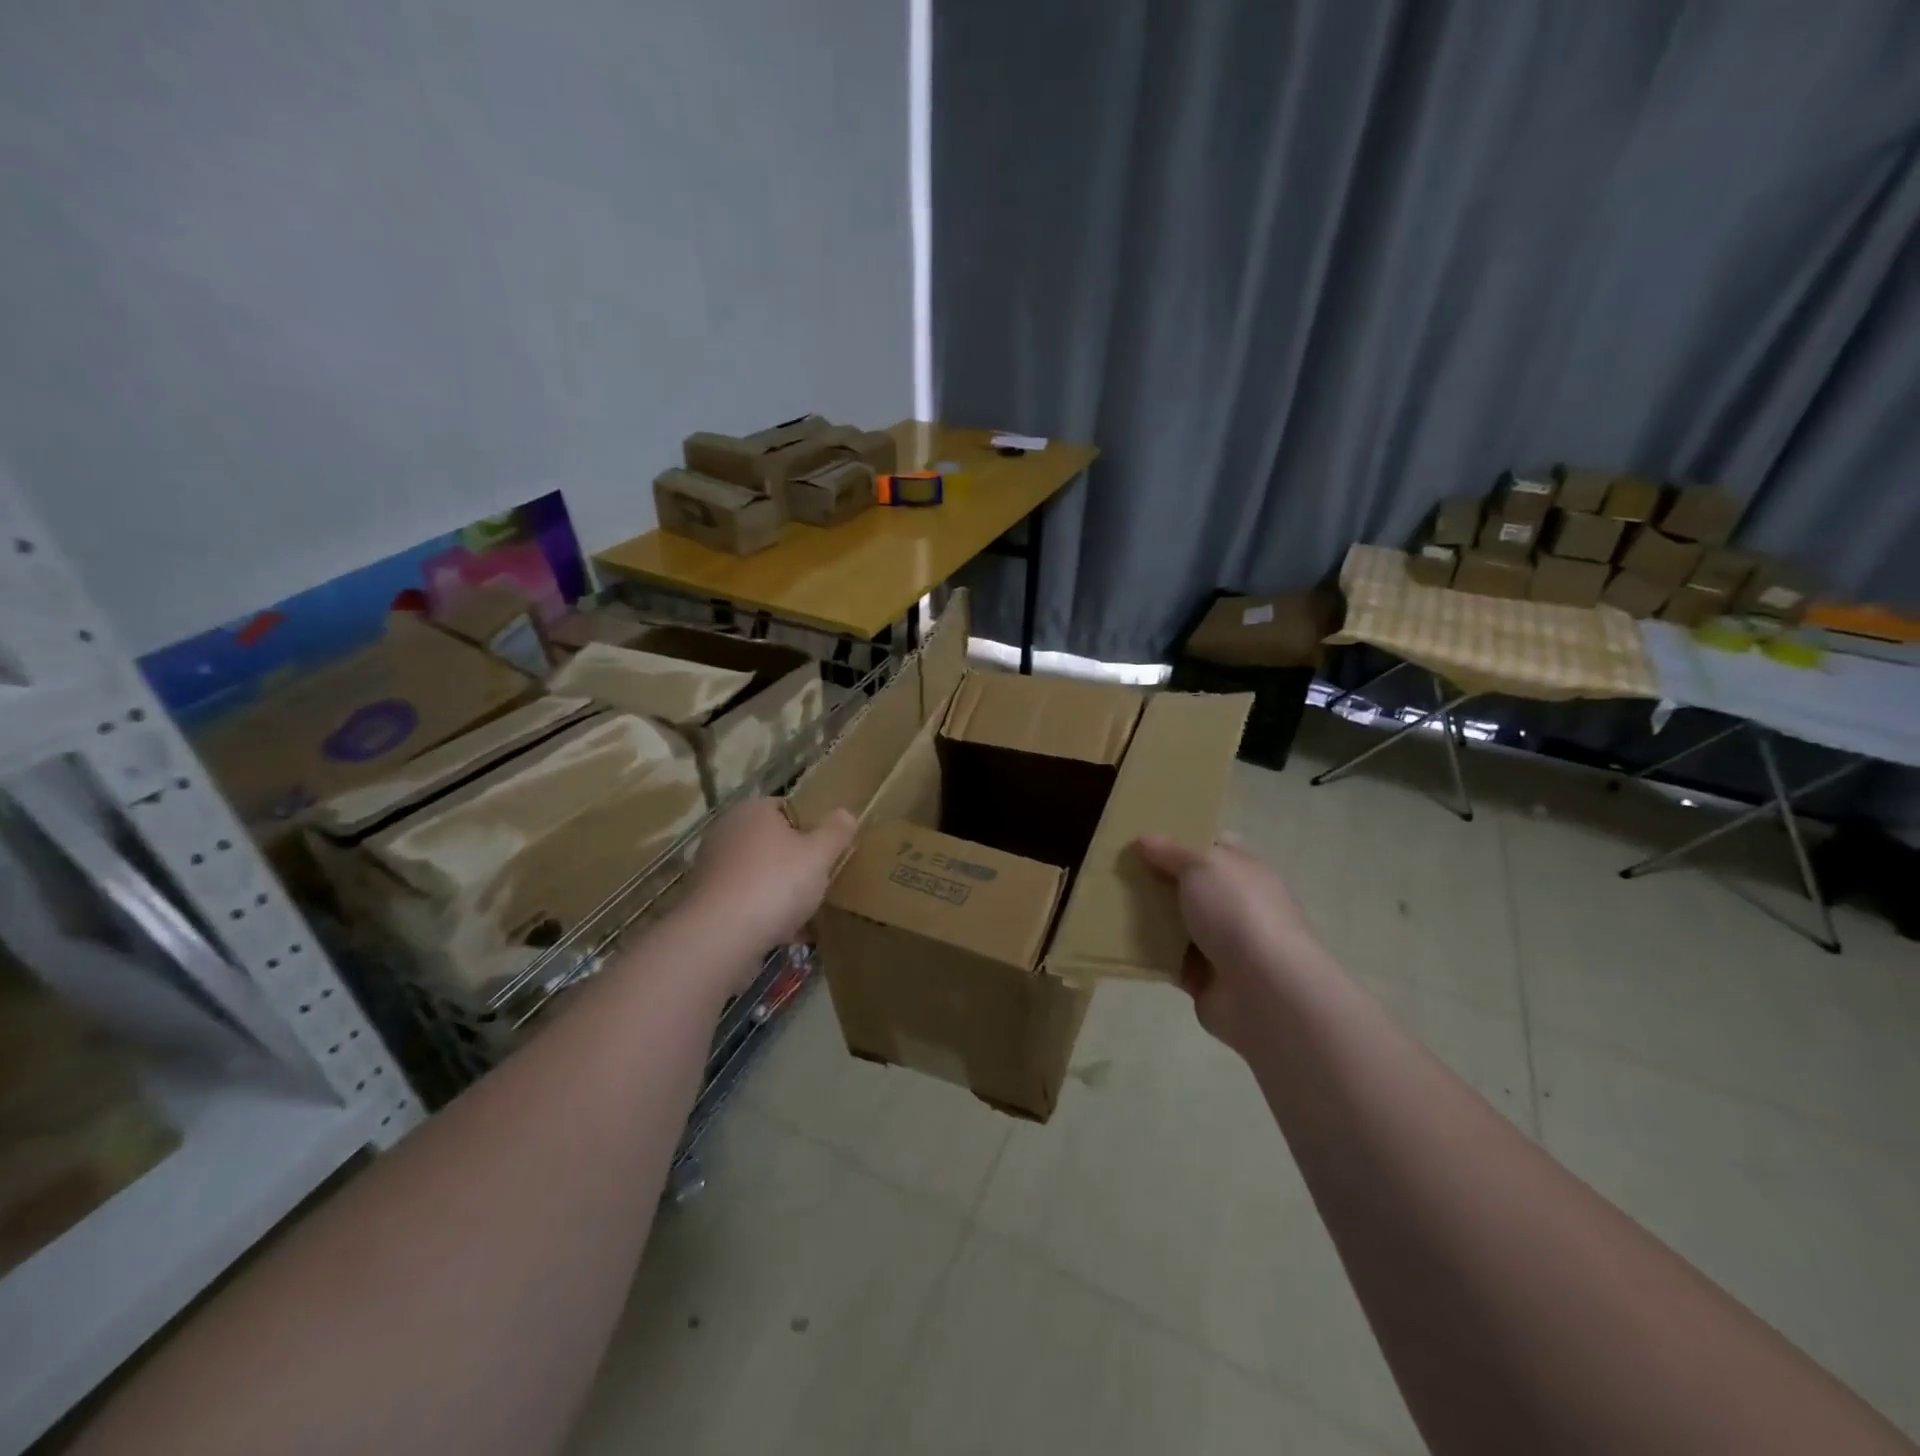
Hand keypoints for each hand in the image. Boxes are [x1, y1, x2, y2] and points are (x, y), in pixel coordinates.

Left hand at [684, 799, 855, 962]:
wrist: (719, 936)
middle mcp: (726, 832)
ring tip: (806, 916)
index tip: (827, 852)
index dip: (810, 828)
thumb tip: (845, 814)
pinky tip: (786, 936)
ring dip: (780, 892)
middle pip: (771, 844)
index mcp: (753, 811)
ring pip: (758, 875)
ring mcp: (712, 868)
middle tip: (819, 883)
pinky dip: (763, 915)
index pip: (786, 808)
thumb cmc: (775, 883)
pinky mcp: (705, 902)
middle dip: (794, 863)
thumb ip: (836, 832)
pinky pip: (744, 902)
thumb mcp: (819, 855)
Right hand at [1134, 834, 1330, 1054]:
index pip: (1215, 845)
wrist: (1264, 990)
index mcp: (1245, 871)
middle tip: (1117, 868)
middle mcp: (1236, 905)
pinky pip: (1169, 959)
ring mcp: (1223, 943)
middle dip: (1157, 878)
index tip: (1145, 837)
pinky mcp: (1205, 978)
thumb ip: (1171, 852)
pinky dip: (1148, 953)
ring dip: (1149, 917)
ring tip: (1108, 902)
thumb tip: (1145, 838)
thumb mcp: (1202, 866)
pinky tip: (1117, 941)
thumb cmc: (1237, 912)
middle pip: (1191, 885)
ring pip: (1177, 922)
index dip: (1183, 838)